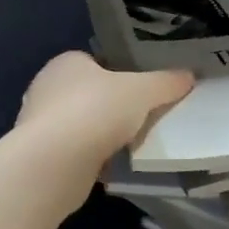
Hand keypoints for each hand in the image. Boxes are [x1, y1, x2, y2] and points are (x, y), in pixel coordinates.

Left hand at [14, 52, 194, 166]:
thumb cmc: (96, 110)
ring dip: (101, 134)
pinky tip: (113, 166)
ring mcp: (40, 124)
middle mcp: (47, 88)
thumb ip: (166, 82)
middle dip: (111, 106)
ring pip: (81, 124)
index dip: (120, 74)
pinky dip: (92, 158)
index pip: (96, 62)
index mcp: (66, 63)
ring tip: (132, 144)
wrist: (56, 162)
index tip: (142, 90)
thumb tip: (189, 76)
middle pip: (89, 94)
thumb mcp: (142, 91)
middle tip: (142, 117)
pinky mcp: (41, 156)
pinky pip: (75, 152)